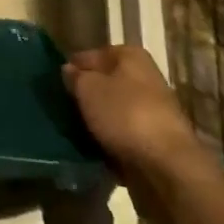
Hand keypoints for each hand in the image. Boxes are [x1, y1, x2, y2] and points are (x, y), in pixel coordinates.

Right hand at [63, 45, 200, 171]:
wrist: (167, 168)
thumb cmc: (125, 115)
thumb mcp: (88, 89)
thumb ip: (75, 77)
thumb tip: (69, 71)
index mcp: (131, 56)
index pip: (92, 55)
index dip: (73, 68)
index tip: (55, 84)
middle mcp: (145, 79)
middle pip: (106, 84)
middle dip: (86, 97)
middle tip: (63, 110)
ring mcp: (153, 113)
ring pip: (114, 113)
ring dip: (97, 122)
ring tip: (74, 133)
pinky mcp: (155, 144)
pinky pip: (124, 138)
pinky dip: (110, 144)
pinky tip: (93, 152)